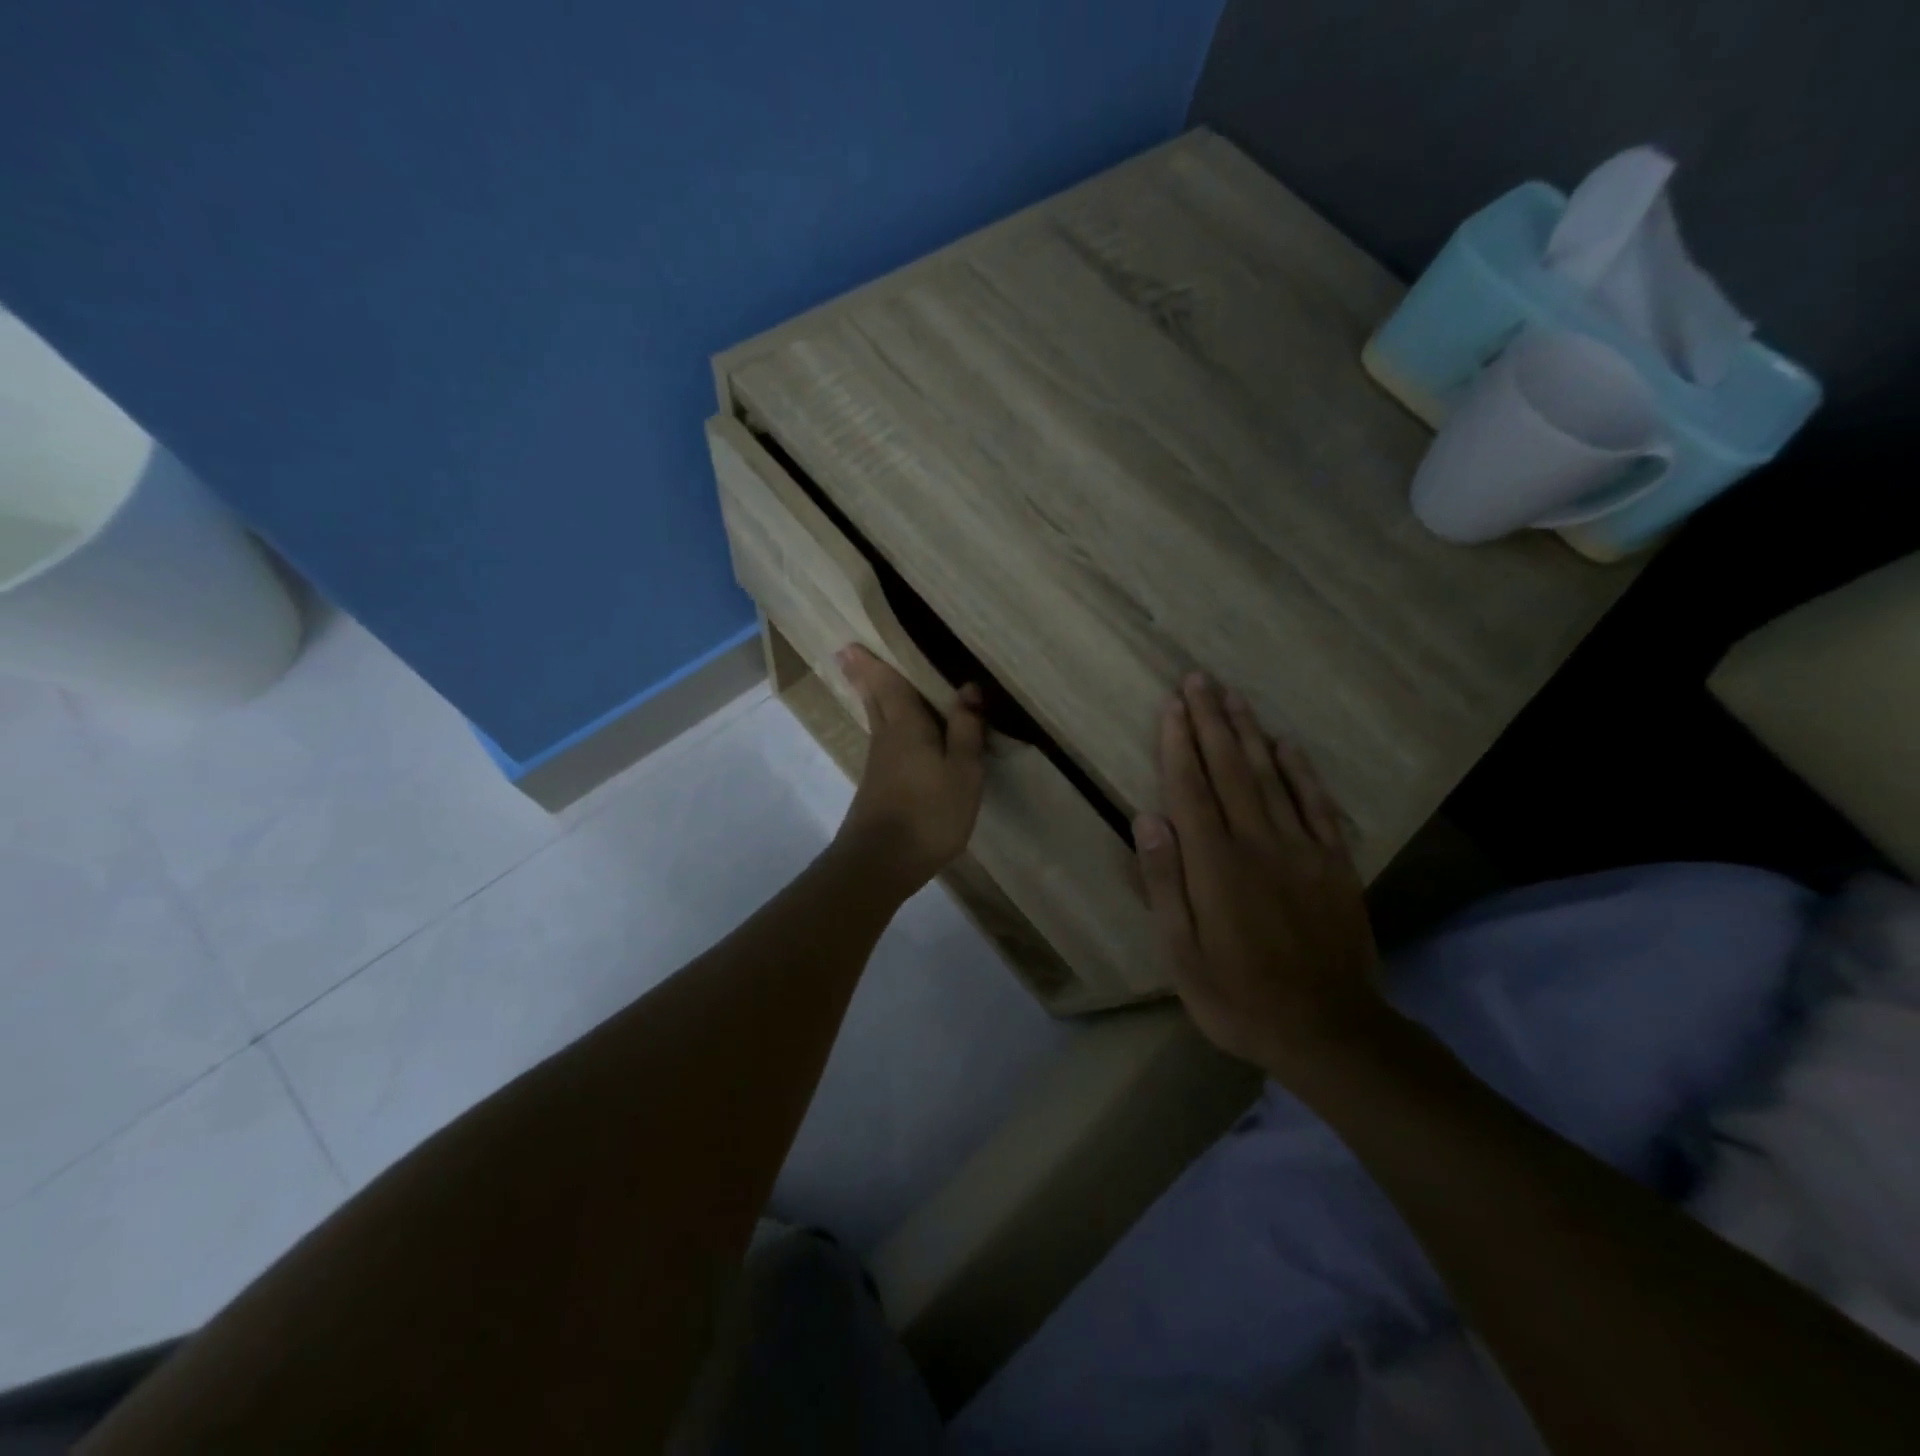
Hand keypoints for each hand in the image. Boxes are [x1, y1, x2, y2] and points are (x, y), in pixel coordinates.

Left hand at [833, 645, 985, 896]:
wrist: (882, 863)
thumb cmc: (929, 812)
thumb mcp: (962, 771)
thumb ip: (965, 730)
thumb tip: (967, 687)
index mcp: (906, 727)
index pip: (889, 686)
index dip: (874, 664)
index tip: (852, 643)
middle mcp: (886, 739)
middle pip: (874, 700)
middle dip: (863, 676)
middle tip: (848, 654)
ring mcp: (878, 765)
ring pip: (876, 720)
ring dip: (871, 698)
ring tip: (869, 681)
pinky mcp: (878, 787)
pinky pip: (883, 742)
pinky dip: (883, 725)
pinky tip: (892, 733)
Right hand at [1133, 674, 1386, 1083]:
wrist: (1330, 1030)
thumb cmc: (1239, 996)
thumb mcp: (1182, 954)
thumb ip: (1164, 883)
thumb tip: (1147, 819)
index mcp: (1215, 865)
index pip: (1190, 789)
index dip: (1178, 744)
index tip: (1172, 705)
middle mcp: (1258, 843)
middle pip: (1229, 770)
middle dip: (1211, 721)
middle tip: (1199, 680)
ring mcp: (1302, 849)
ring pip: (1270, 777)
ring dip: (1249, 733)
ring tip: (1233, 696)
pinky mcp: (1334, 863)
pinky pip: (1316, 804)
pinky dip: (1300, 770)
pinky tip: (1286, 744)